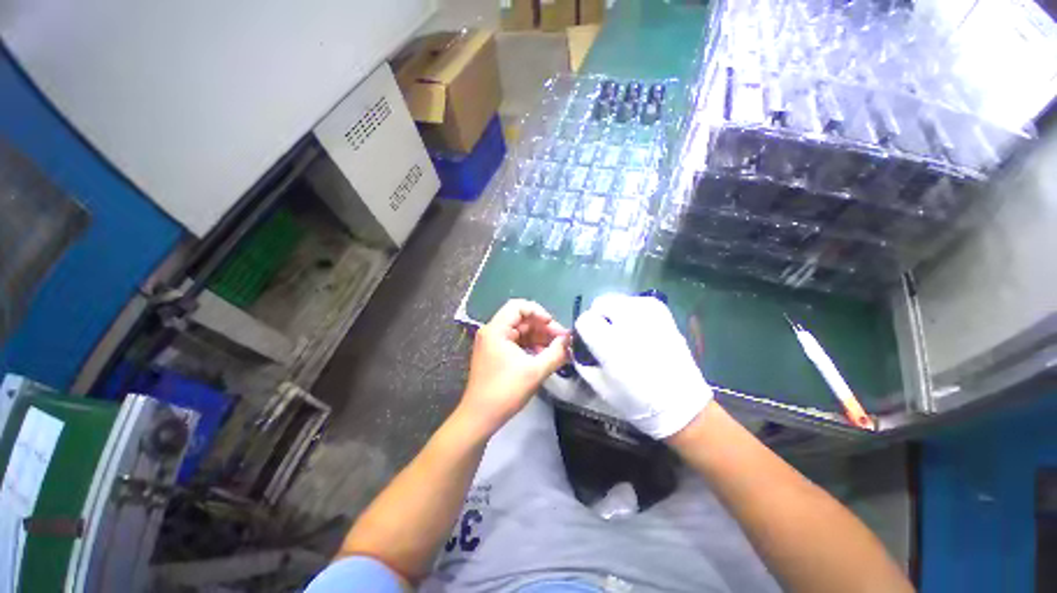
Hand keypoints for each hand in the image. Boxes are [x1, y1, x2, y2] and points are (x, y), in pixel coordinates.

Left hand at [458, 299, 569, 436]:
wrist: (479, 418)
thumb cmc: (505, 392)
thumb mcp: (535, 371)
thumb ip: (555, 353)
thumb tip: (568, 340)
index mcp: (496, 330)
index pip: (518, 306)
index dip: (539, 312)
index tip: (553, 327)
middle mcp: (492, 332)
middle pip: (521, 319)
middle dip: (543, 328)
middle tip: (562, 341)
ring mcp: (492, 343)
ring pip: (520, 332)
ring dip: (539, 338)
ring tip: (556, 351)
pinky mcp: (494, 354)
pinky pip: (516, 343)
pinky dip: (530, 347)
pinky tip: (543, 357)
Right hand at [574, 294, 711, 438]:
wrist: (681, 404)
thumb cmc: (636, 401)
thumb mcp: (600, 385)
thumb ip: (582, 360)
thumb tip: (576, 343)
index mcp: (612, 345)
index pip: (585, 320)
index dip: (584, 330)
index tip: (589, 340)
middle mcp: (630, 323)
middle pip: (601, 303)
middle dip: (599, 317)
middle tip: (607, 335)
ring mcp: (649, 313)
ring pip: (618, 300)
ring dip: (615, 313)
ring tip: (624, 333)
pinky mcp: (662, 311)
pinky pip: (636, 302)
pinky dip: (631, 311)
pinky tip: (638, 329)